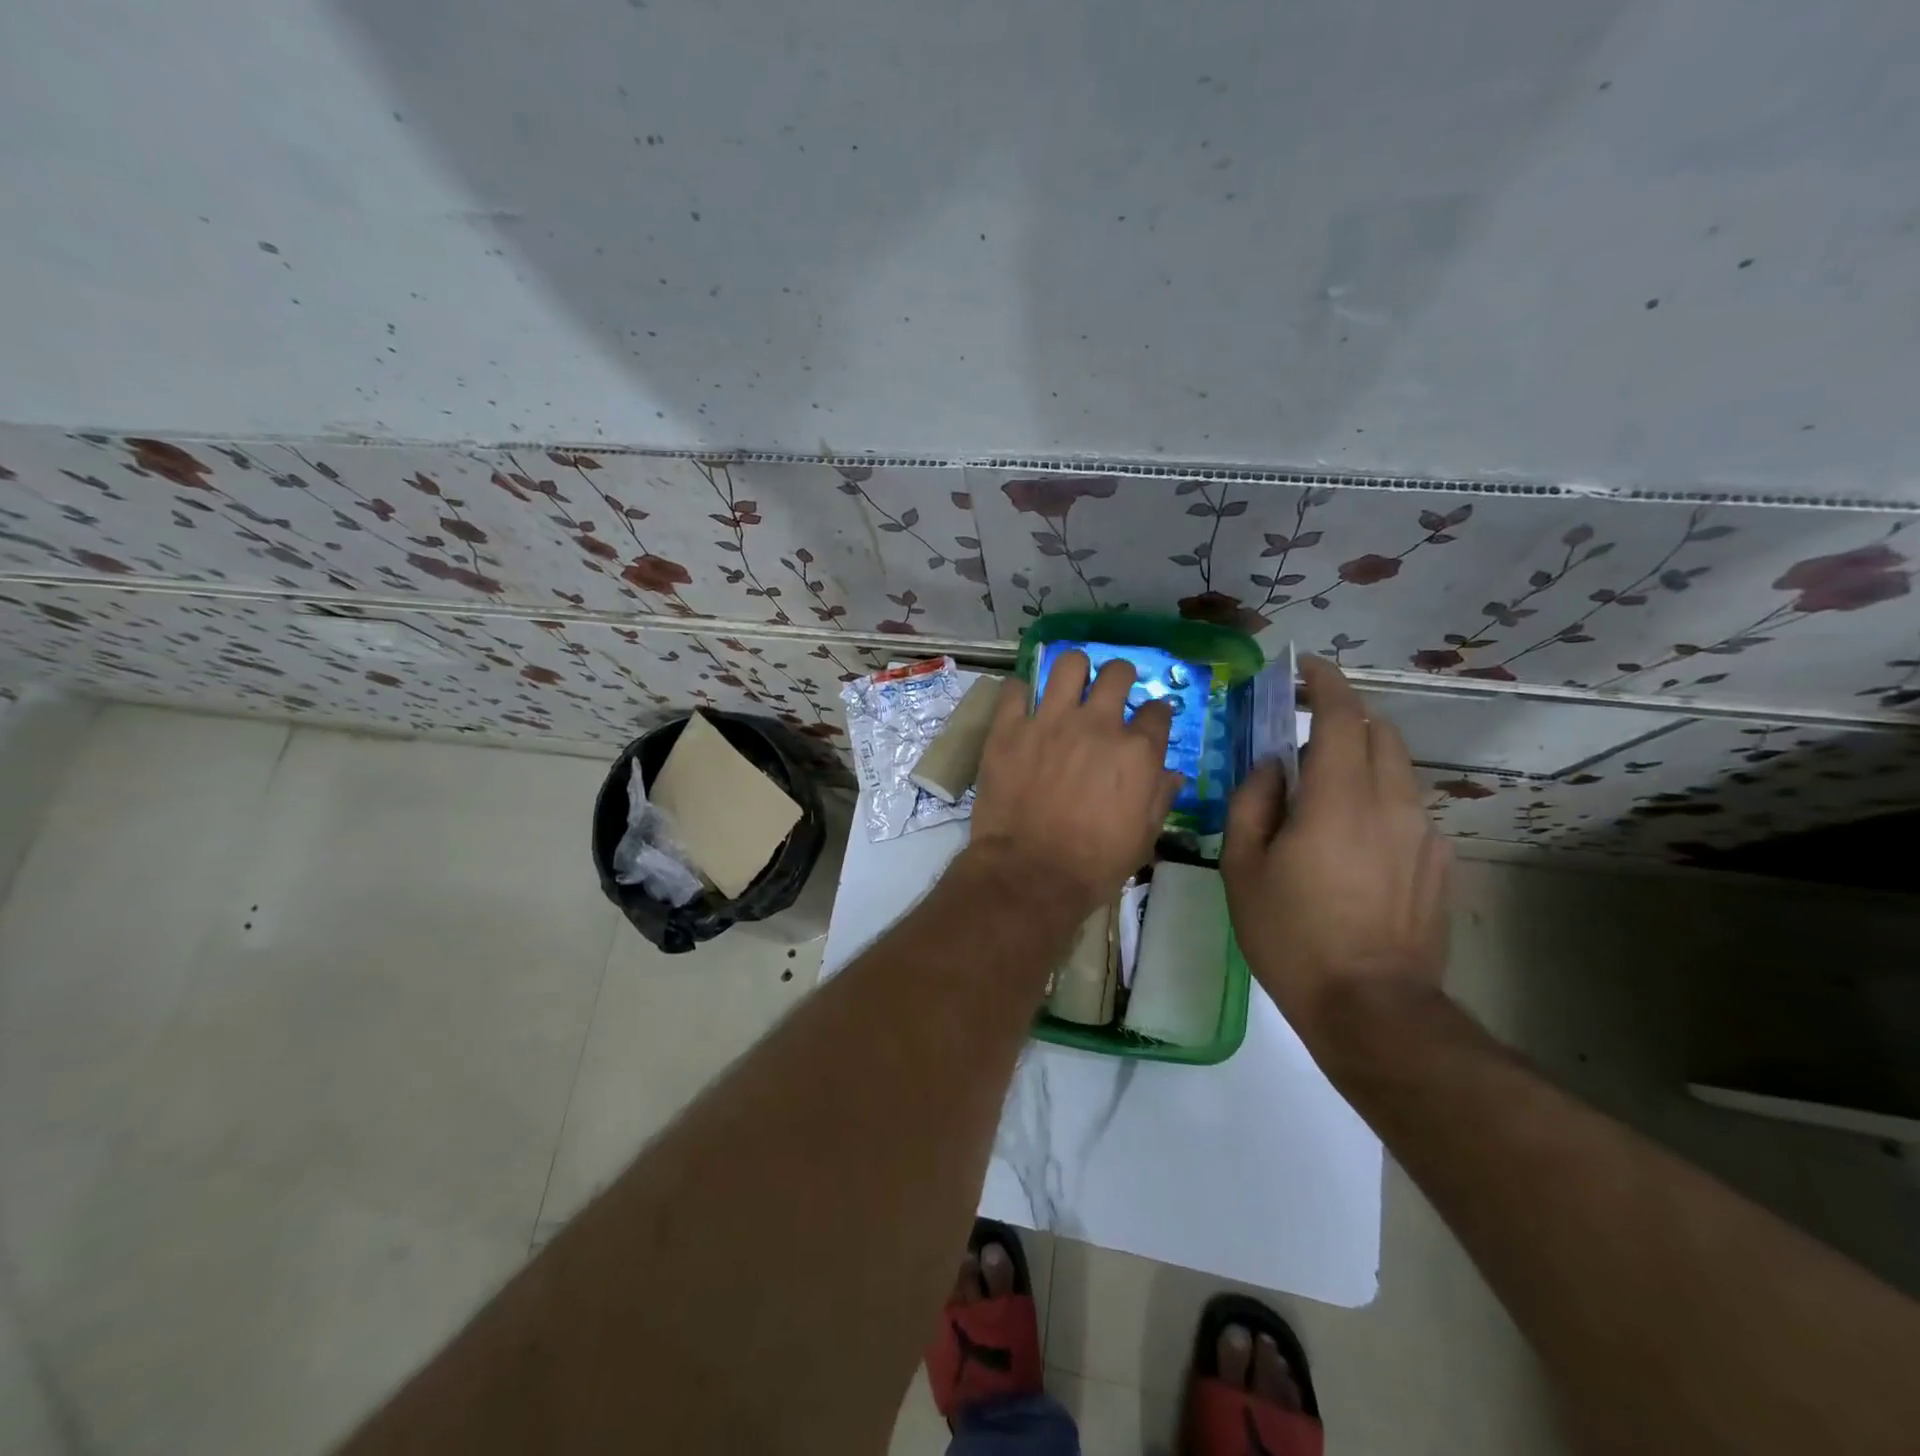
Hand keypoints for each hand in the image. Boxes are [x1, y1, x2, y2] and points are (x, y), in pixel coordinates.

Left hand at [967, 652, 1183, 913]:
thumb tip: (1170, 773)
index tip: (1147, 724)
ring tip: (1070, 685)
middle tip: (1111, 692)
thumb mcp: (1143, 838)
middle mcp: (1098, 724)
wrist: (1030, 874)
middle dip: (1120, 677)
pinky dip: (1023, 692)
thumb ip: (1160, 797)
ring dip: (1074, 671)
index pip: (1158, 710)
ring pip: (1068, 664)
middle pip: (1117, 672)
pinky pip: (1016, 688)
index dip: (1155, 715)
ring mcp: (1050, 721)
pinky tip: (1025, 703)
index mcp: (1137, 751)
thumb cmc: (1094, 864)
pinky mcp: (1009, 728)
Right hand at [1221, 656, 1451, 1054]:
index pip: (1342, 717)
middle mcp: (1391, 803)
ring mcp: (1423, 833)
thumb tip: (1271, 767)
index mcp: (1338, 800)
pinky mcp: (1439, 862)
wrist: (1371, 1006)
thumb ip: (1253, 804)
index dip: (1325, 683)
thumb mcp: (1243, 868)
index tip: (1305, 669)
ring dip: (1363, 759)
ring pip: (1398, 770)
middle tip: (1308, 729)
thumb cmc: (1292, 935)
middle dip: (1346, 717)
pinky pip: (1408, 809)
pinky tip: (1355, 839)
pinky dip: (1380, 799)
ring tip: (1327, 788)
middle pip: (1380, 733)